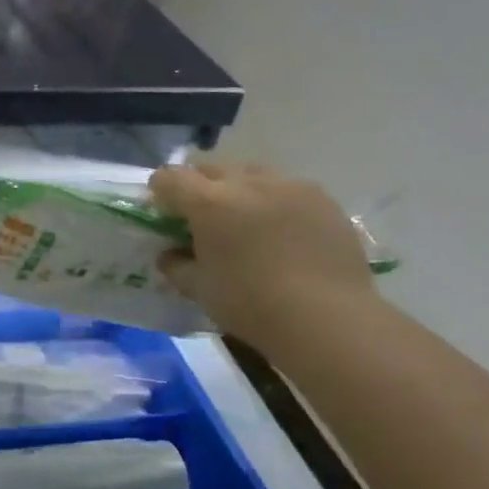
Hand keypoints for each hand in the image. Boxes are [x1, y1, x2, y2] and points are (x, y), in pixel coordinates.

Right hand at [149, 162, 377, 346]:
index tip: (163, 211)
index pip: (170, 178)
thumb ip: (176, 265)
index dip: (160, 192)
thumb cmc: (251, 304)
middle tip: (202, 217)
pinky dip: (275, 201)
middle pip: (211, 169)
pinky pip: (287, 189)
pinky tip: (282, 231)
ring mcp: (290, 186)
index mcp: (209, 202)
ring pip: (251, 174)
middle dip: (199, 187)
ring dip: (239, 189)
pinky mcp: (323, 199)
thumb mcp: (199, 289)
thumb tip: (170, 254)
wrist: (328, 319)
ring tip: (246, 219)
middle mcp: (247, 182)